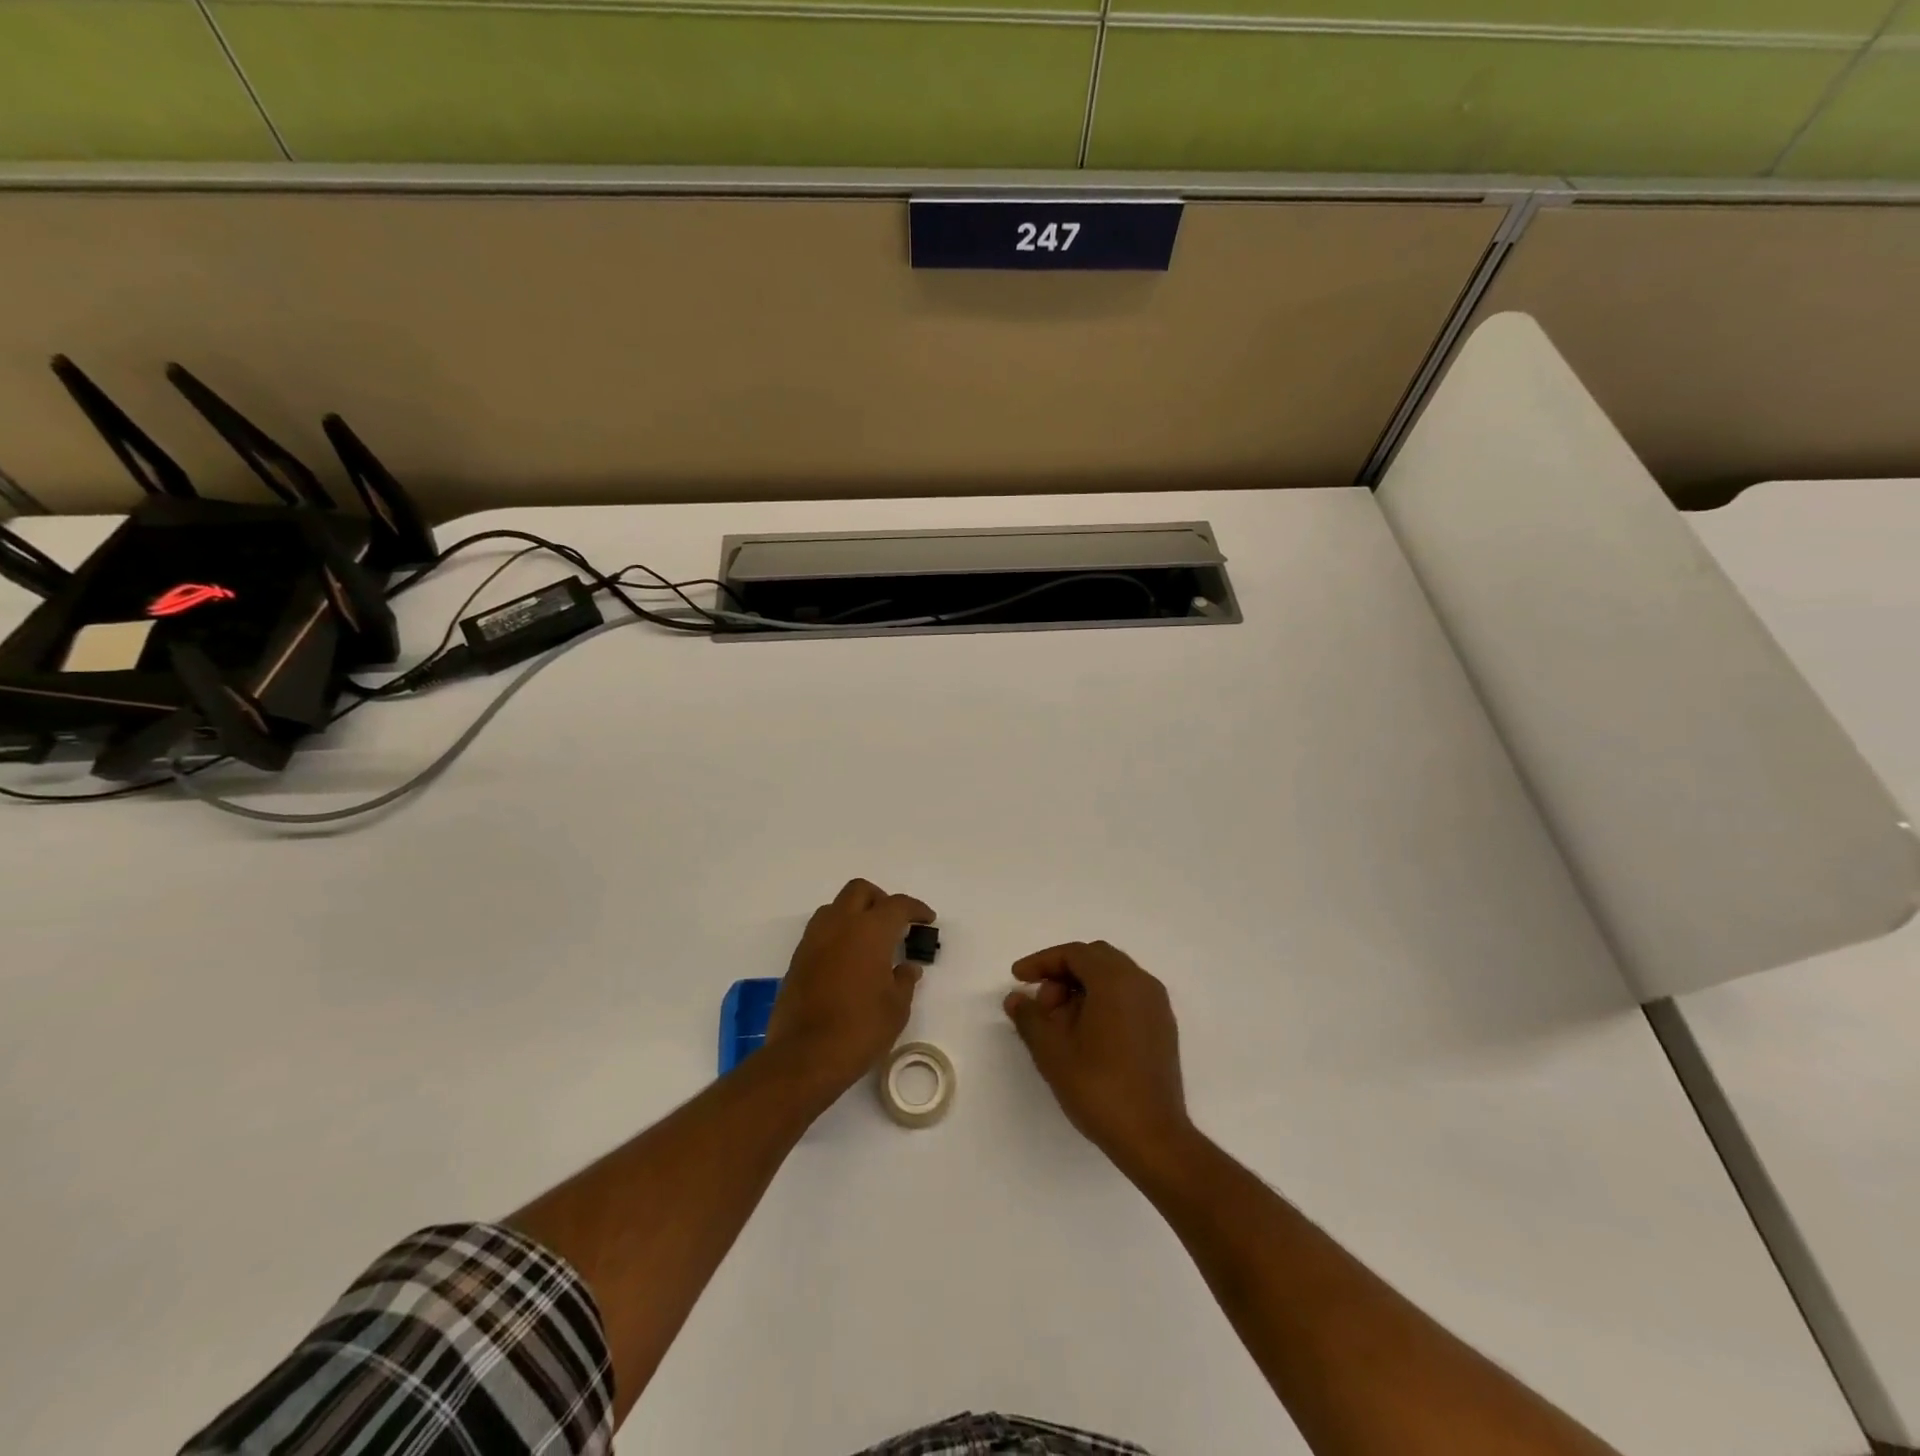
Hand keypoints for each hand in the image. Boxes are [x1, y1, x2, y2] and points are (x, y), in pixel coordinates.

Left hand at [765, 879, 934, 1099]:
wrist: (805, 1055)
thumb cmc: (860, 1028)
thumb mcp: (896, 1007)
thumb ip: (904, 980)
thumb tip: (907, 968)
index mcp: (870, 930)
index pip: (897, 905)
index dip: (915, 909)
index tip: (926, 919)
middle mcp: (840, 925)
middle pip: (860, 891)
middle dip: (880, 899)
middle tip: (894, 922)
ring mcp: (814, 940)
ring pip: (836, 907)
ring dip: (854, 913)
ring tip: (869, 940)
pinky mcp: (798, 958)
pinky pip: (821, 931)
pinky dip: (837, 934)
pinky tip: (848, 960)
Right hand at [1004, 941, 1193, 1173]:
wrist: (1153, 1137)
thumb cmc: (1099, 1088)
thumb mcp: (1052, 1051)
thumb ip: (1030, 1017)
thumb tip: (1016, 998)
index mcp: (1116, 981)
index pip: (1074, 953)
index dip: (1042, 961)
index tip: (1018, 978)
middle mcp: (1141, 983)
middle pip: (1096, 959)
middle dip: (1062, 973)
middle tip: (1041, 1003)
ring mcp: (1157, 1005)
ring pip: (1113, 977)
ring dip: (1082, 988)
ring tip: (1059, 1024)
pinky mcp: (1162, 1028)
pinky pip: (1128, 996)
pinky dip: (1103, 1001)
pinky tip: (1085, 1034)